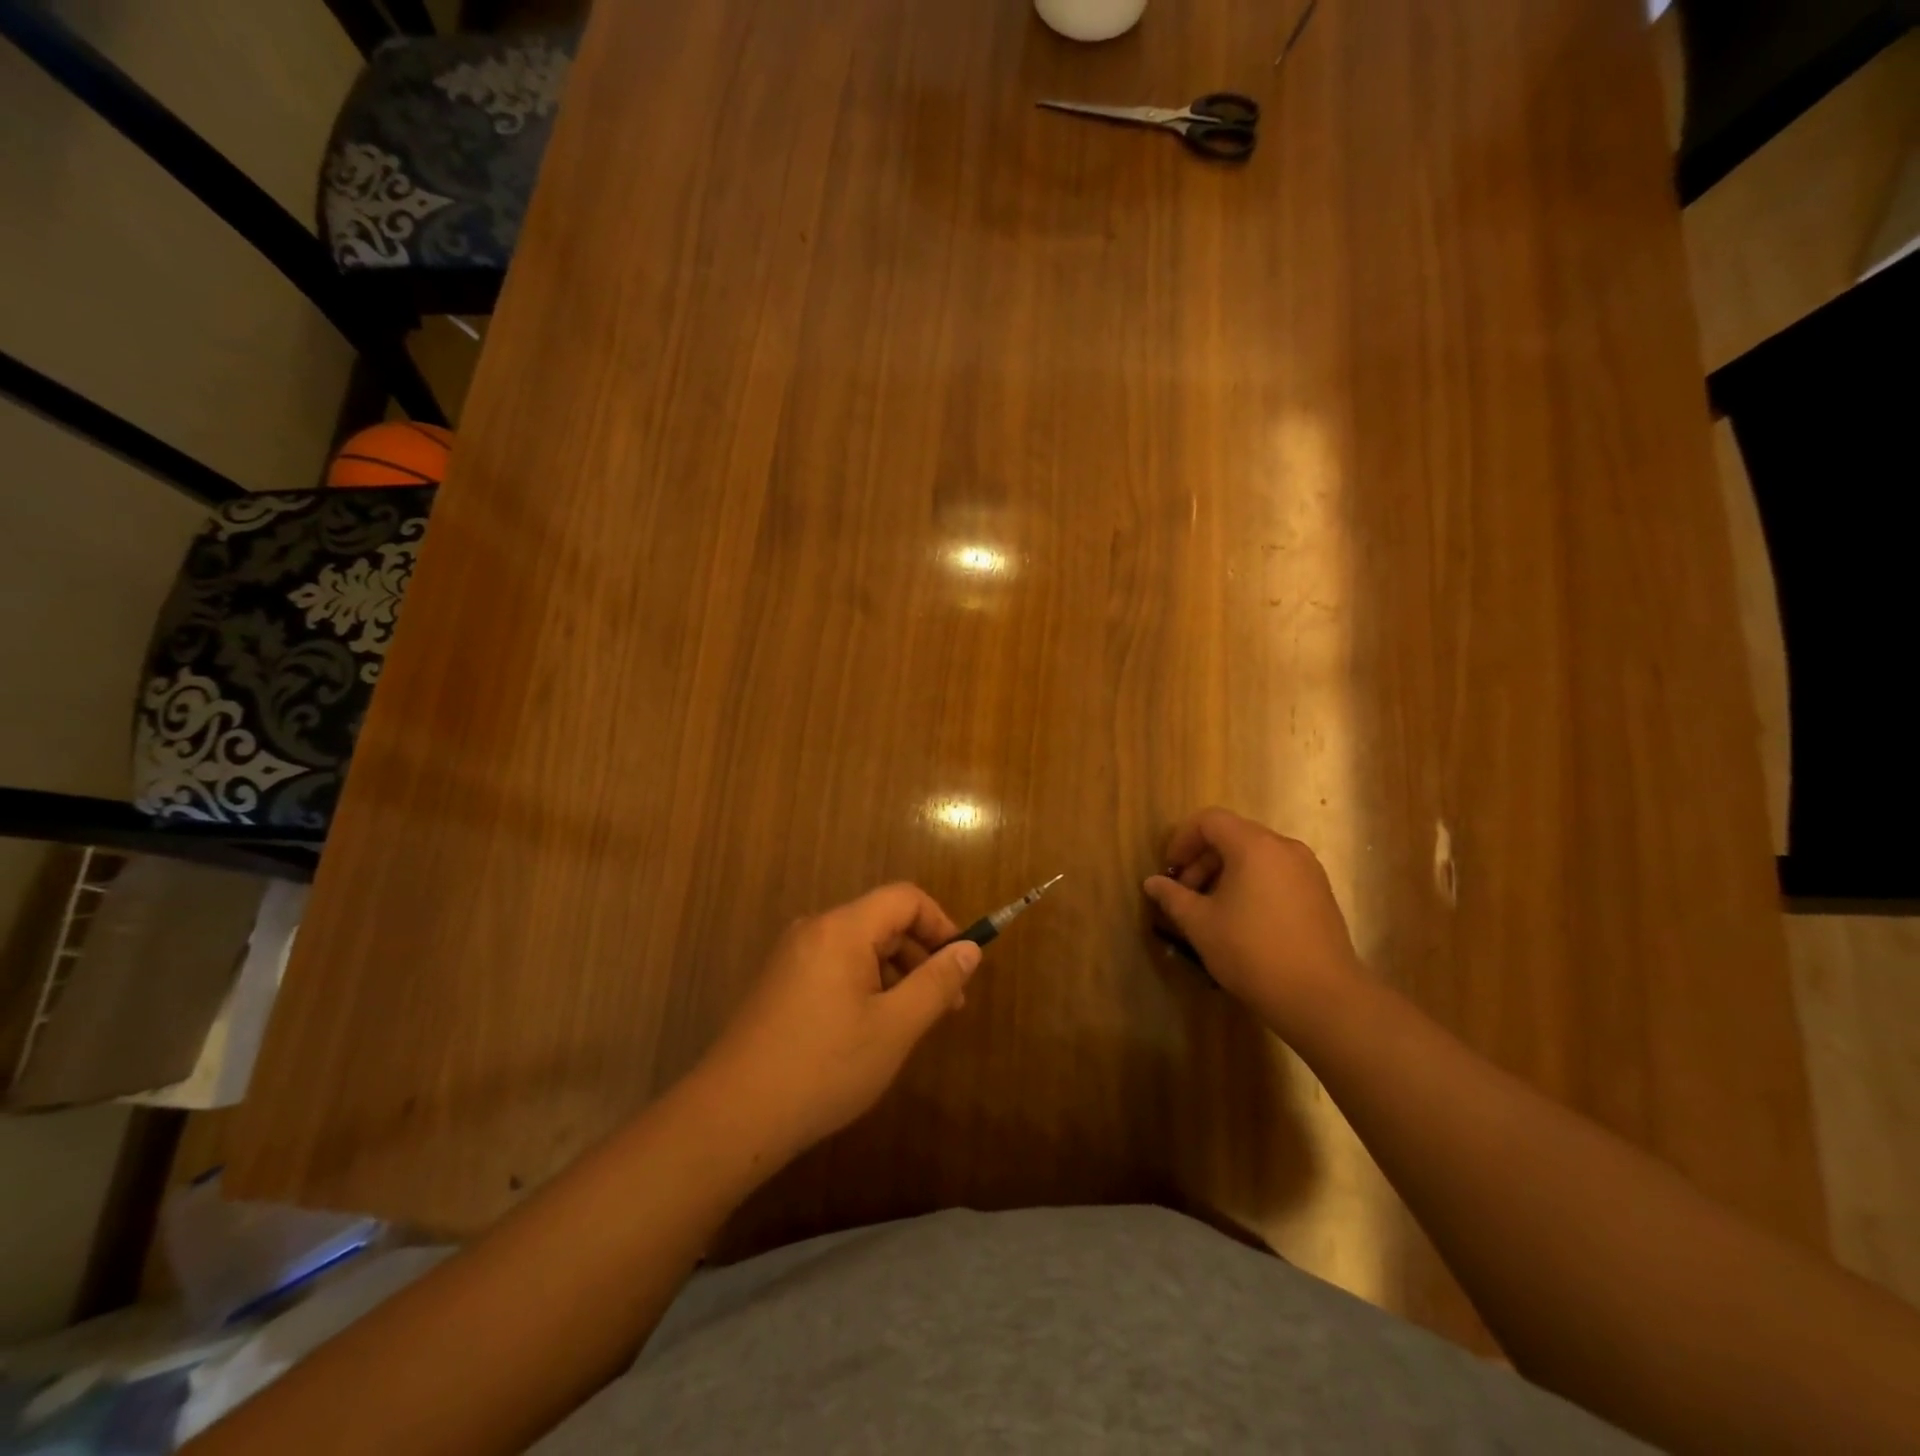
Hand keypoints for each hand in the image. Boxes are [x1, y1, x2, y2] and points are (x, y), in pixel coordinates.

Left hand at [693, 884, 980, 1162]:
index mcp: (841, 929)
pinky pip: (835, 966)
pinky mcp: (780, 983)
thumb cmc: (824, 1068)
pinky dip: (865, 985)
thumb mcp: (894, 1028)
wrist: (732, 1116)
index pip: (905, 898)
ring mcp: (792, 956)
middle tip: (947, 1006)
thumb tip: (970, 949)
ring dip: (895, 974)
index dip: (941, 923)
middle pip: (882, 921)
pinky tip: (870, 1031)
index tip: (961, 966)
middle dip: (921, 955)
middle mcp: (814, 929)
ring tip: (912, 1024)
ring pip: (859, 947)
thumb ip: (936, 983)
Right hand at [1142, 807, 1364, 1037]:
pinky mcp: (1320, 893)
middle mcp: (1284, 847)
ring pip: (1255, 856)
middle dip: (1202, 860)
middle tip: (1186, 895)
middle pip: (1233, 835)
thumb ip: (1173, 897)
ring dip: (1226, 873)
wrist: (1322, 997)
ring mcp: (1308, 869)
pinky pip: (1276, 873)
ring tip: (1211, 911)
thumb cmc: (1252, 952)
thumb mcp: (1200, 924)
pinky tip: (1243, 920)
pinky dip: (1252, 884)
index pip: (1209, 821)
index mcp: (1254, 846)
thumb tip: (1151, 882)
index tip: (1170, 871)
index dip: (1182, 840)